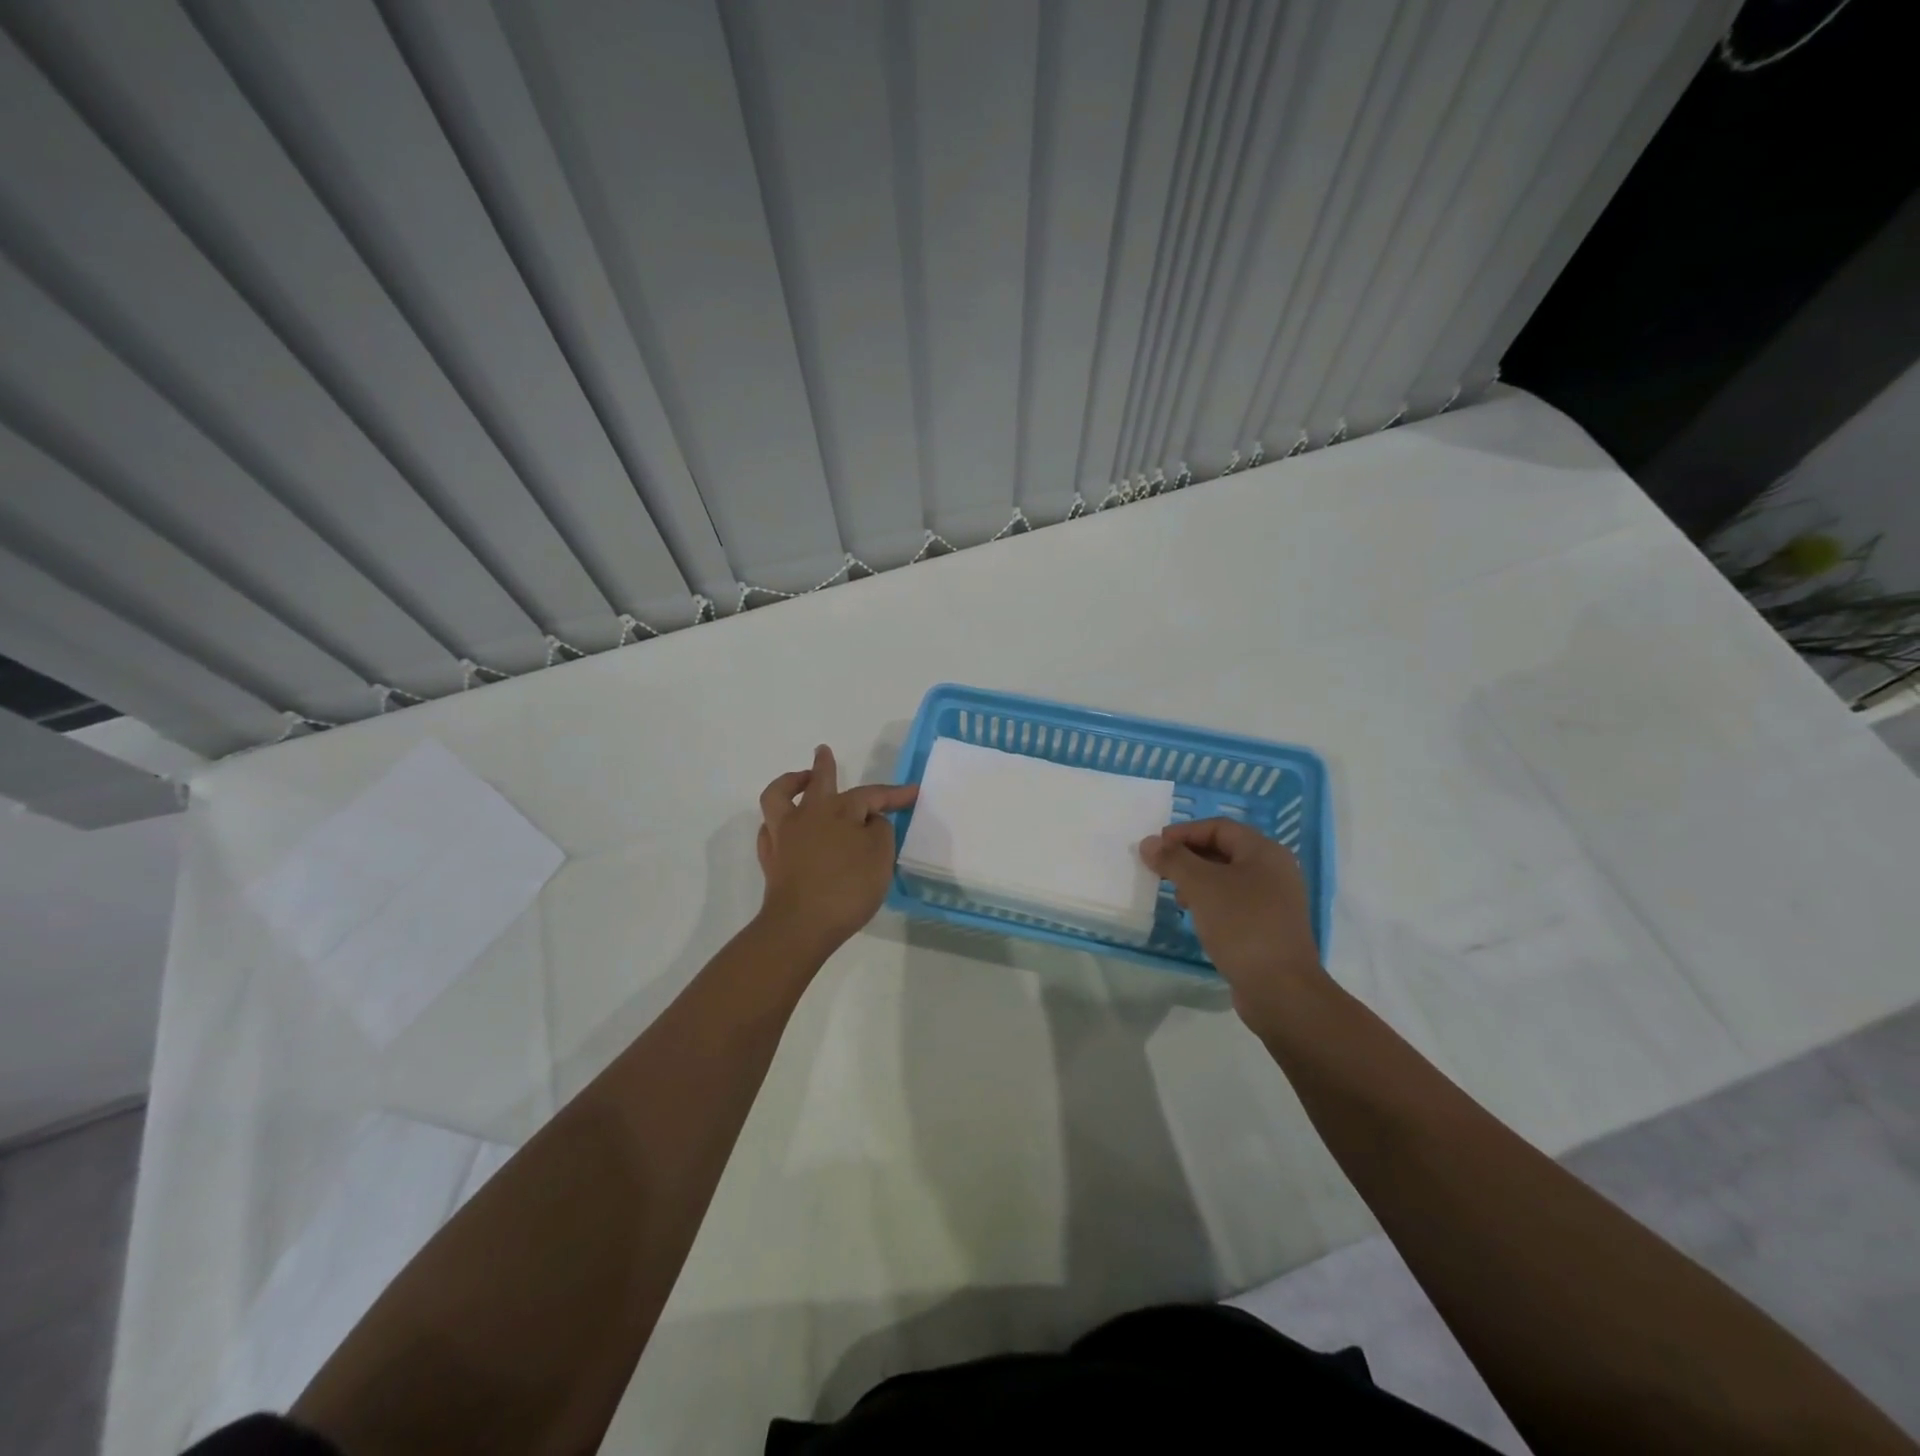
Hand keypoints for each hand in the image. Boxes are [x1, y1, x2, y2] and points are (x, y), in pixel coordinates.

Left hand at [755, 746, 917, 958]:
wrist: (801, 925)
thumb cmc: (847, 887)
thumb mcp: (880, 856)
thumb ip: (879, 831)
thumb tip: (870, 821)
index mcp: (839, 810)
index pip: (871, 795)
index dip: (894, 794)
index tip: (914, 792)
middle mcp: (808, 814)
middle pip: (817, 781)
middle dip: (824, 765)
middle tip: (824, 752)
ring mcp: (784, 836)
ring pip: (778, 796)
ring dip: (789, 783)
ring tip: (799, 781)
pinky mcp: (771, 859)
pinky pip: (770, 829)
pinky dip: (778, 822)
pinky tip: (786, 827)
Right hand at [1139, 817, 1325, 1033]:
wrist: (1281, 989)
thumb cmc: (1242, 926)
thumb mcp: (1201, 886)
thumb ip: (1173, 860)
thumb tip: (1149, 843)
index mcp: (1265, 852)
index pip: (1219, 827)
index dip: (1184, 833)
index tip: (1156, 848)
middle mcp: (1274, 870)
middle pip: (1224, 851)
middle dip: (1189, 857)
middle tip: (1160, 871)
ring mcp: (1275, 901)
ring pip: (1228, 878)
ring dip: (1198, 881)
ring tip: (1176, 897)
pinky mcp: (1269, 927)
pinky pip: (1235, 903)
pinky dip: (1211, 903)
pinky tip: (1196, 918)